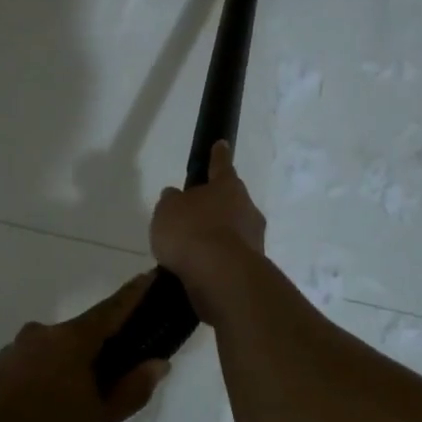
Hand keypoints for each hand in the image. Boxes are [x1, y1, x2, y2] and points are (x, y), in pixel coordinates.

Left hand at [0, 274, 170, 421]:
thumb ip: (130, 391)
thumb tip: (158, 362)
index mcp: (70, 341)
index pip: (112, 308)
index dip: (135, 295)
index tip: (151, 278)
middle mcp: (40, 335)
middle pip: (82, 335)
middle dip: (102, 350)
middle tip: (117, 381)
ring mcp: (11, 352)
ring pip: (54, 354)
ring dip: (70, 370)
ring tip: (77, 410)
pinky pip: (29, 368)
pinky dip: (44, 381)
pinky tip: (43, 416)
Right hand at [150, 141, 266, 319]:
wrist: (221, 276)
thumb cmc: (192, 232)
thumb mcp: (167, 211)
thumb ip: (171, 201)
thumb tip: (176, 196)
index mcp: (227, 186)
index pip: (221, 165)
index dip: (218, 155)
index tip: (221, 144)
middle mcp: (246, 208)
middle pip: (230, 201)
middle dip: (216, 206)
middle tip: (195, 214)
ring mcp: (254, 238)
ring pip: (233, 231)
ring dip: (217, 236)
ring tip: (192, 250)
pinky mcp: (252, 266)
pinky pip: (230, 257)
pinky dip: (217, 260)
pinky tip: (200, 269)